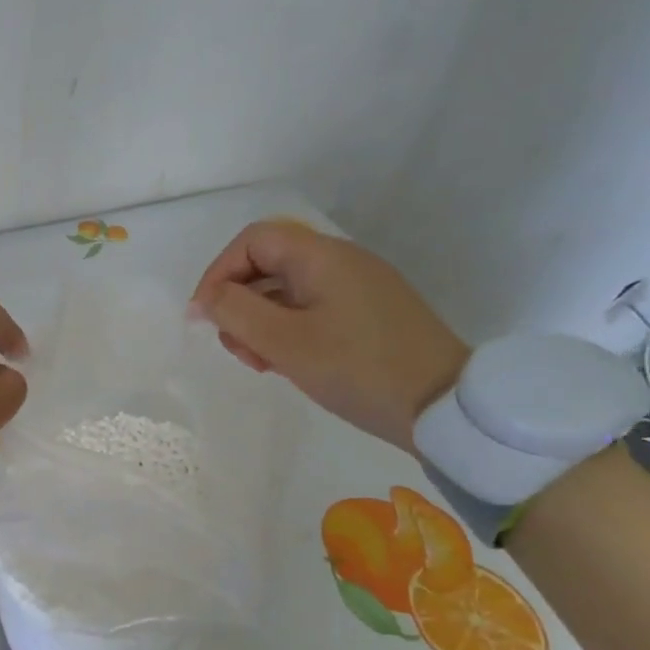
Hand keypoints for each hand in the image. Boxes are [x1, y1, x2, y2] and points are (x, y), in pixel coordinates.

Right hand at [189, 219, 468, 451]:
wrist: (445, 409)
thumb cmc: (357, 369)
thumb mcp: (284, 342)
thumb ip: (235, 312)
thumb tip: (204, 298)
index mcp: (322, 256)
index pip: (253, 240)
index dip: (219, 272)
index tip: (205, 316)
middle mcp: (341, 262)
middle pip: (268, 265)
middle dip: (239, 304)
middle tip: (238, 349)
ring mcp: (359, 288)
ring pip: (287, 291)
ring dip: (261, 323)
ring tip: (262, 364)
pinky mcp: (369, 314)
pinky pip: (312, 309)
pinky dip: (288, 331)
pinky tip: (287, 365)